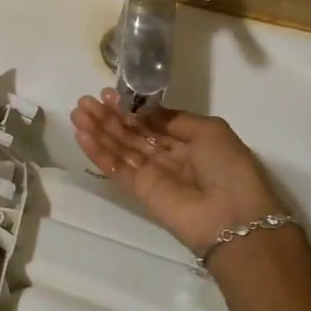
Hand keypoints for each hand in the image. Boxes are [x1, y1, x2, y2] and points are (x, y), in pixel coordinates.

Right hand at [70, 91, 285, 254]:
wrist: (233, 217)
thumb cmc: (228, 167)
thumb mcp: (209, 130)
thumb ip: (173, 119)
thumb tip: (145, 112)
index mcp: (188, 140)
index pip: (151, 121)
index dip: (130, 108)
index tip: (108, 94)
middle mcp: (168, 155)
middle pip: (132, 133)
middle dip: (108, 117)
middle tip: (84, 101)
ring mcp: (152, 174)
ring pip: (120, 148)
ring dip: (98, 131)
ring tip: (77, 113)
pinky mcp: (140, 192)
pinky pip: (116, 169)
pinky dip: (99, 153)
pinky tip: (83, 136)